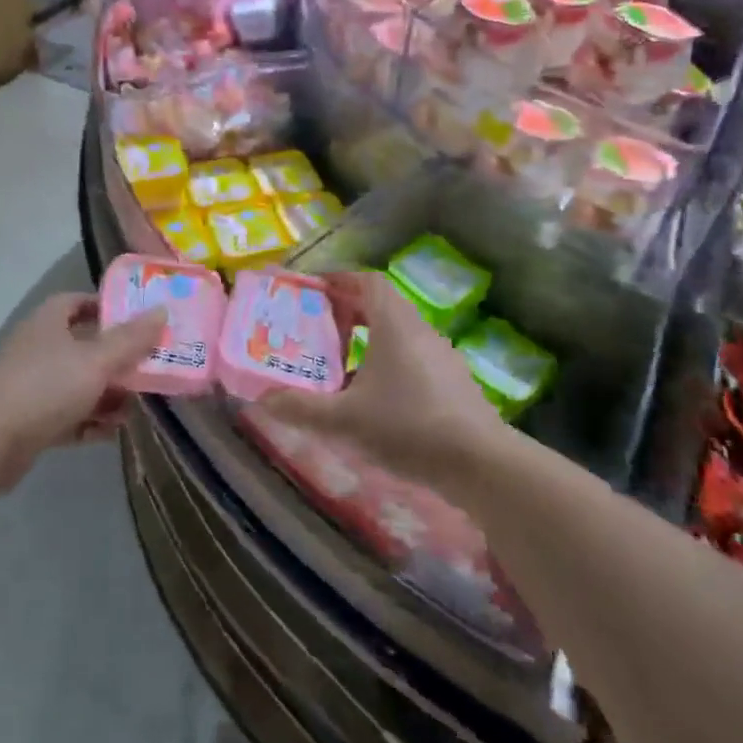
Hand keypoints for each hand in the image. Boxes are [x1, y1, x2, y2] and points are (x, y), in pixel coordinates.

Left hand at [0, 292, 165, 489]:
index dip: (105, 307)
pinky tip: (113, 432)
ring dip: (106, 394)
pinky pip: (68, 417)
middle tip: (149, 367)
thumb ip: (131, 339)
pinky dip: (89, 422)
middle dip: (115, 358)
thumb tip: (162, 311)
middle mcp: (39, 349)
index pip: (77, 302)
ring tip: (138, 405)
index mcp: (49, 323)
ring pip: (77, 384)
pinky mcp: (29, 422)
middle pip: (83, 346)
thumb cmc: (46, 385)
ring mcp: (31, 387)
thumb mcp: (96, 359)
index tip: (137, 319)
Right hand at [259, 271, 511, 493]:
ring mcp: (441, 356)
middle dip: (348, 309)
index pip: (367, 280)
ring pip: (398, 332)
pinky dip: (387, 360)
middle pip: (382, 304)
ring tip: (339, 362)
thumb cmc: (408, 428)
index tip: (313, 289)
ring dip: (368, 338)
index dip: (339, 278)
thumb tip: (261, 401)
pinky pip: (413, 356)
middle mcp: (420, 330)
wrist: (481, 465)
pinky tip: (373, 395)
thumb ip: (301, 408)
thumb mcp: (345, 420)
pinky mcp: (453, 382)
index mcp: (394, 325)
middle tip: (317, 326)